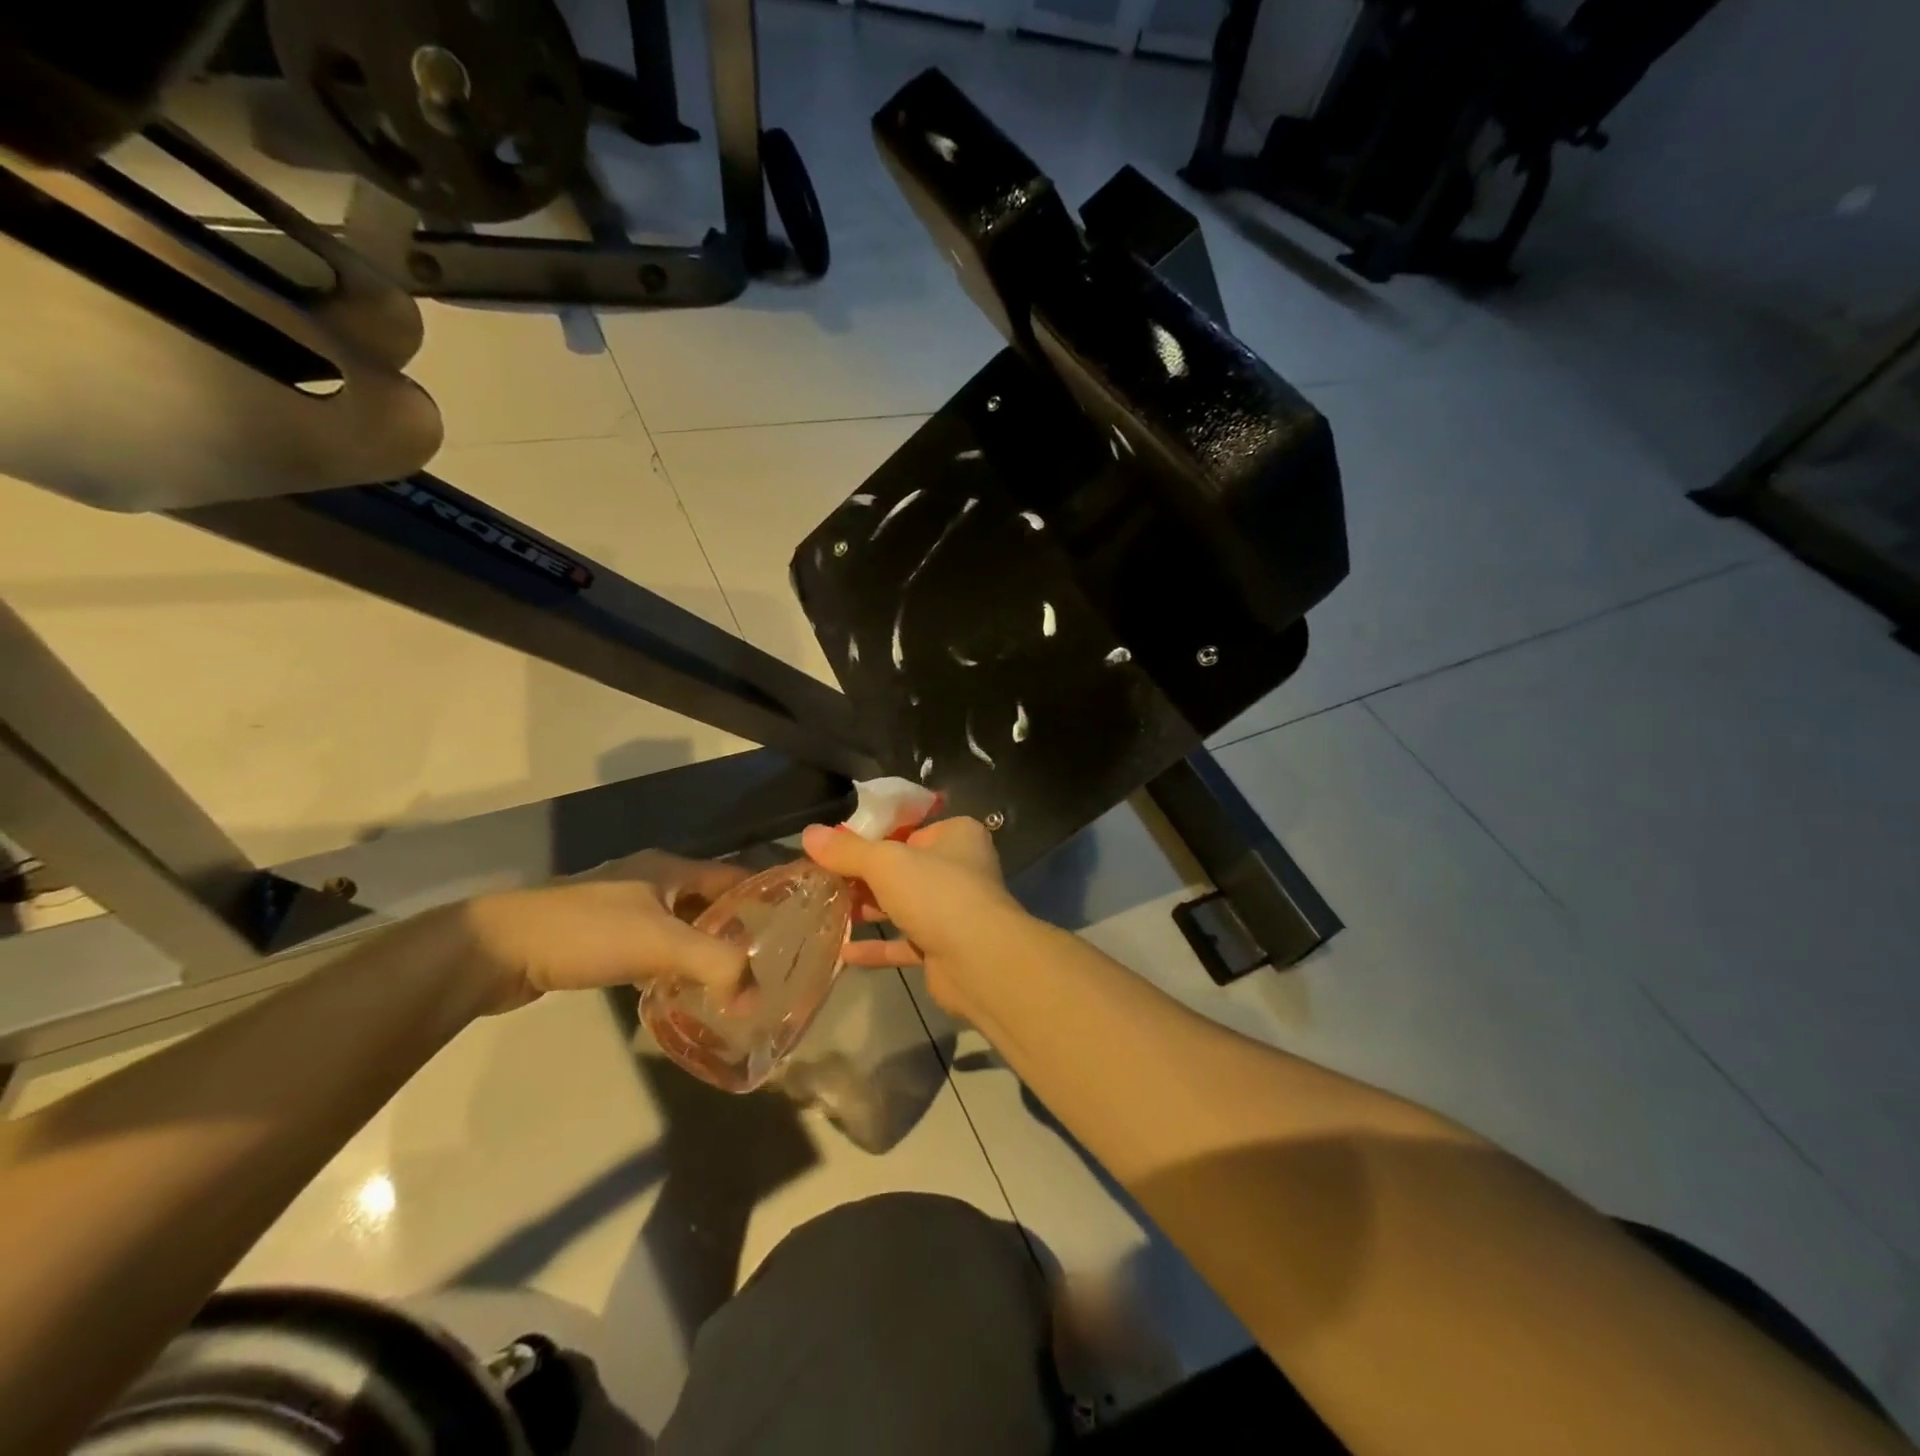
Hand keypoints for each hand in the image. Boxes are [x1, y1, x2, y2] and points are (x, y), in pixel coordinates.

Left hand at [460, 850, 750, 1014]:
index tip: (796, 928)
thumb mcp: (661, 943)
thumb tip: (755, 998)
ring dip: (703, 954)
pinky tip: (678, 994)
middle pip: (709, 904)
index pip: (735, 876)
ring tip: (731, 986)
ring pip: (680, 929)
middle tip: (766, 966)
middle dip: (737, 933)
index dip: (765, 898)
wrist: (496, 949)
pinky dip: (670, 969)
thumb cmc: (587, 932)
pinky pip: (652, 950)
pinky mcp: (600, 939)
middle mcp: (651, 880)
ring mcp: (623, 909)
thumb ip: (717, 965)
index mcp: (670, 868)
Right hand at [800, 817, 1029, 1017]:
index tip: (833, 846)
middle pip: (903, 867)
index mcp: (956, 835)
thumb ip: (847, 850)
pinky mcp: (944, 947)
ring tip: (825, 910)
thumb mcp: (885, 862)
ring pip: (903, 904)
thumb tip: (808, 833)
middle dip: (864, 876)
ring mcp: (954, 910)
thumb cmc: (937, 893)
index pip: (907, 828)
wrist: (980, 961)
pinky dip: (877, 946)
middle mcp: (959, 868)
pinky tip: (843, 951)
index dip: (871, 836)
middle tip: (822, 880)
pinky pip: (904, 942)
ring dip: (868, 909)